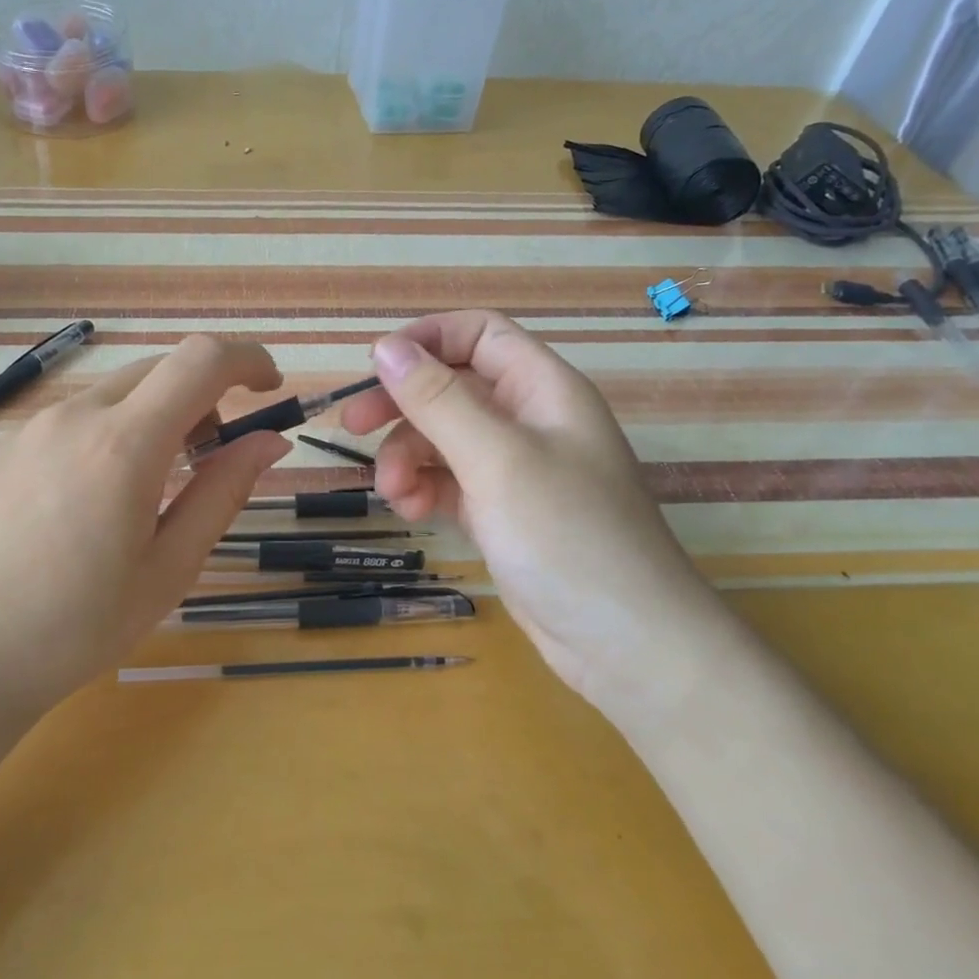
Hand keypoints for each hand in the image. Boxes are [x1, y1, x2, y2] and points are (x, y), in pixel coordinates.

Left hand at [0, 336, 291, 732]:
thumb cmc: (76, 628)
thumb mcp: (169, 568)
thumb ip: (222, 492)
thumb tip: (270, 441)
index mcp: (123, 444)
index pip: (201, 360)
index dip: (248, 358)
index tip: (270, 388)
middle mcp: (74, 416)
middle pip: (159, 369)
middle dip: (203, 395)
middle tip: (211, 457)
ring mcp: (30, 428)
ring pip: (115, 393)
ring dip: (154, 416)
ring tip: (150, 488)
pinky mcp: (2, 448)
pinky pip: (74, 418)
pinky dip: (109, 433)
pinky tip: (91, 502)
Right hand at [340, 311, 730, 718]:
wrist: (625, 644)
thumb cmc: (567, 535)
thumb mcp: (496, 459)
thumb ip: (438, 400)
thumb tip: (385, 347)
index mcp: (542, 388)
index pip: (479, 334)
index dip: (426, 340)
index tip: (375, 368)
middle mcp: (529, 419)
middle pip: (452, 386)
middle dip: (401, 404)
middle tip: (352, 426)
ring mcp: (516, 469)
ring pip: (444, 438)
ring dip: (408, 456)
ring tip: (394, 493)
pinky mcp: (502, 512)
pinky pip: (450, 481)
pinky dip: (425, 489)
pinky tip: (413, 512)